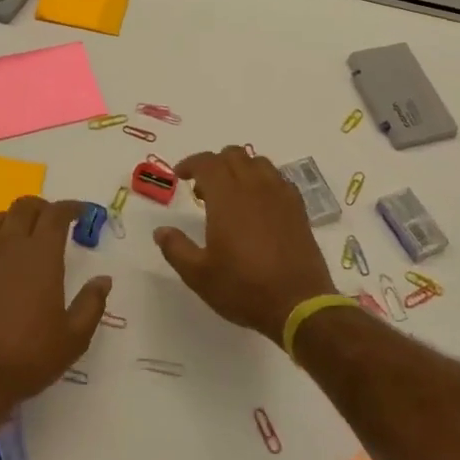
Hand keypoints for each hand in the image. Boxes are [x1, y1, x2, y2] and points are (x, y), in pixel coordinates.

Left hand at [0, 197, 109, 424]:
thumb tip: (104, 279)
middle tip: (52, 221)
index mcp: (42, 256)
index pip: (56, 214)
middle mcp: (9, 246)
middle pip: (24, 207)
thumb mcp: (73, 338)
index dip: (71, 207)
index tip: (81, 213)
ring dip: (11, 220)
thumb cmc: (28, 357)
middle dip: (41, 207)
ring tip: (20, 234)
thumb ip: (92, 304)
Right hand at [153, 147, 336, 345]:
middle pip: (233, 155)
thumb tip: (161, 231)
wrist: (298, 304)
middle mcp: (254, 187)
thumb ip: (176, 248)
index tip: (179, 176)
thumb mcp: (199, 275)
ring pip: (258, 162)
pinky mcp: (298, 208)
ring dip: (240, 169)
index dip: (190, 163)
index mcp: (227, 197)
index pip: (206, 162)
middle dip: (214, 164)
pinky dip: (263, 181)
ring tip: (231, 194)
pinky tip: (258, 205)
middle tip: (203, 190)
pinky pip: (278, 179)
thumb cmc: (243, 288)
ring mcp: (280, 195)